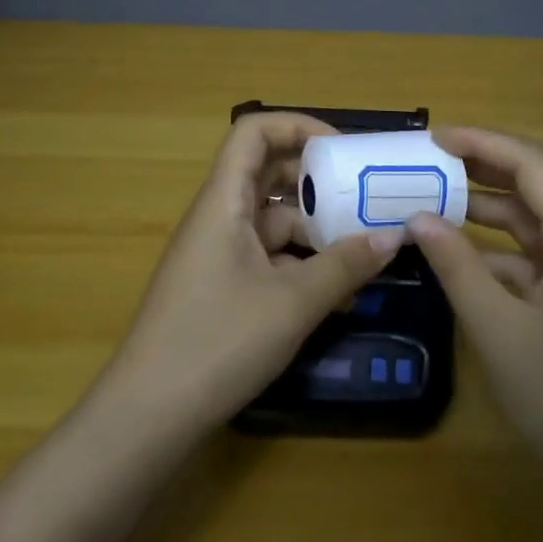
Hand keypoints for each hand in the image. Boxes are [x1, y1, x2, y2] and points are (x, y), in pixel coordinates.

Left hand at [101, 112, 405, 431]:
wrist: (149, 415)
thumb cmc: (217, 341)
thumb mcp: (292, 302)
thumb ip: (345, 265)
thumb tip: (393, 236)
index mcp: (224, 202)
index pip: (253, 131)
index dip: (299, 126)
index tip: (344, 152)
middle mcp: (219, 218)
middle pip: (269, 174)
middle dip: (319, 181)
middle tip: (368, 196)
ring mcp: (219, 254)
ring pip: (274, 221)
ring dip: (317, 229)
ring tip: (367, 248)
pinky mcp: (223, 287)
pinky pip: (269, 258)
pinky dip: (303, 264)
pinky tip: (340, 292)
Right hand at [407, 127, 542, 483]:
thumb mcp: (498, 329)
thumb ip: (457, 266)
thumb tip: (416, 217)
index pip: (533, 165)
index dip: (483, 142)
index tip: (433, 139)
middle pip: (533, 187)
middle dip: (481, 167)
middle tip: (424, 161)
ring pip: (529, 223)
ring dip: (483, 208)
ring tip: (428, 198)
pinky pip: (528, 259)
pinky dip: (491, 250)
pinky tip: (453, 254)